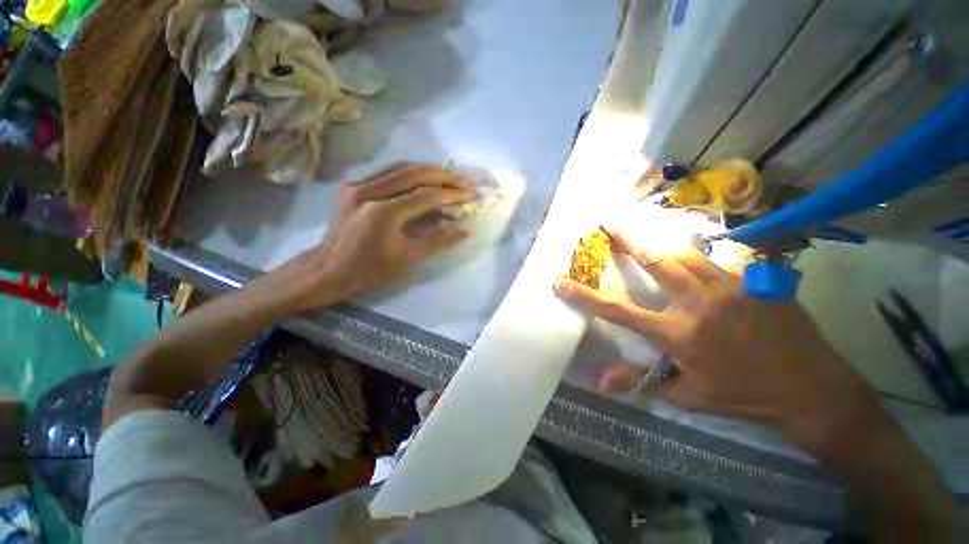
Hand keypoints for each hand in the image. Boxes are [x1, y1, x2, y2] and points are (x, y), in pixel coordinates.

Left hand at [282, 163, 473, 308]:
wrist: (328, 269)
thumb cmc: (370, 270)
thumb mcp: (408, 259)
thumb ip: (439, 240)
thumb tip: (466, 228)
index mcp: (384, 212)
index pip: (427, 195)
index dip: (453, 194)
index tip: (473, 194)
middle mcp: (370, 190)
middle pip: (415, 173)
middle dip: (445, 176)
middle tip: (466, 180)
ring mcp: (358, 185)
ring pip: (401, 167)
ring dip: (429, 170)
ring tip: (450, 176)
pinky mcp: (353, 186)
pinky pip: (387, 172)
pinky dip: (410, 172)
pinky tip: (424, 177)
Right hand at [553, 227, 889, 456]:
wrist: (813, 390)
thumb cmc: (744, 396)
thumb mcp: (688, 396)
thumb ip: (642, 381)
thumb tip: (600, 383)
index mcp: (679, 334)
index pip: (619, 312)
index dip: (586, 296)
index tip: (563, 281)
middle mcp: (700, 303)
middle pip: (656, 261)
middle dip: (628, 239)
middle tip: (609, 222)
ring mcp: (731, 287)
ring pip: (686, 253)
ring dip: (659, 243)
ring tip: (643, 231)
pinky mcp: (755, 281)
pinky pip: (716, 261)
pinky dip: (696, 256)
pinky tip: (691, 258)